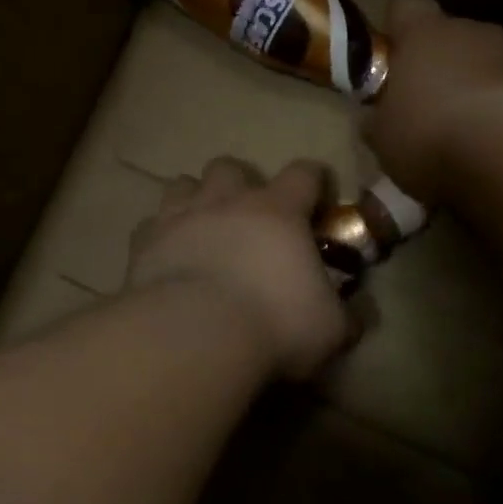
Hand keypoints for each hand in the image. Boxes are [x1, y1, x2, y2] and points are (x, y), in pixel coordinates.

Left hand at [126, 157, 353, 379]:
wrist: (195, 336)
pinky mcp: (143, 243)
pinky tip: (167, 257)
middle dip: (241, 185)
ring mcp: (180, 217)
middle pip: (231, 167)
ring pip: (183, 183)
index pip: (304, 173)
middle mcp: (228, 201)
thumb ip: (346, 315)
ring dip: (195, 199)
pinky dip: (160, 235)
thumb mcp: (330, 329)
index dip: (314, 182)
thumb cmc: (274, 324)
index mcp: (279, 211)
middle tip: (249, 218)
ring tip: (202, 228)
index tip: (318, 203)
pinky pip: (149, 225)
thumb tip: (358, 314)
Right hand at [362, 0, 502, 202]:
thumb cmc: (432, 135)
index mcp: (424, 34)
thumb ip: (380, 121)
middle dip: (443, 66)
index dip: (399, 23)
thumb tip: (374, 119)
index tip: (395, 51)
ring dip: (480, 90)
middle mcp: (473, 30)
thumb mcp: (386, 139)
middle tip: (432, 111)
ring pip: (491, 63)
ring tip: (472, 137)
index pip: (406, 2)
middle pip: (453, 35)